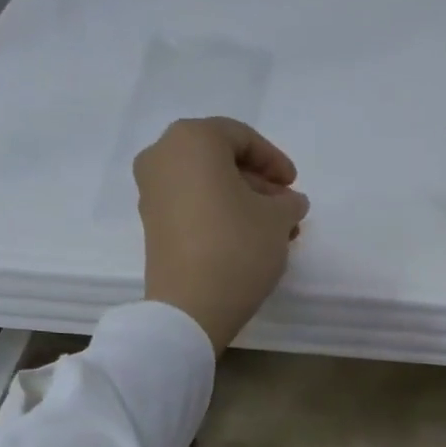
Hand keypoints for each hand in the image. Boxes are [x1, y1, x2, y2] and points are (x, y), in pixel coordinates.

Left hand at [135, 117, 309, 353]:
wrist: (189, 308)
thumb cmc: (236, 248)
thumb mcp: (277, 220)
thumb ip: (288, 202)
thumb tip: (290, 202)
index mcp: (192, 139)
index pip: (241, 137)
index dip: (274, 160)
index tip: (294, 185)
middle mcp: (162, 156)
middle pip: (219, 160)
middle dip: (257, 183)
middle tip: (285, 208)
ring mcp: (151, 193)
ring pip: (205, 185)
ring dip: (241, 202)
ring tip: (272, 231)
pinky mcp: (151, 226)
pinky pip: (191, 207)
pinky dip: (218, 215)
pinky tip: (246, 240)